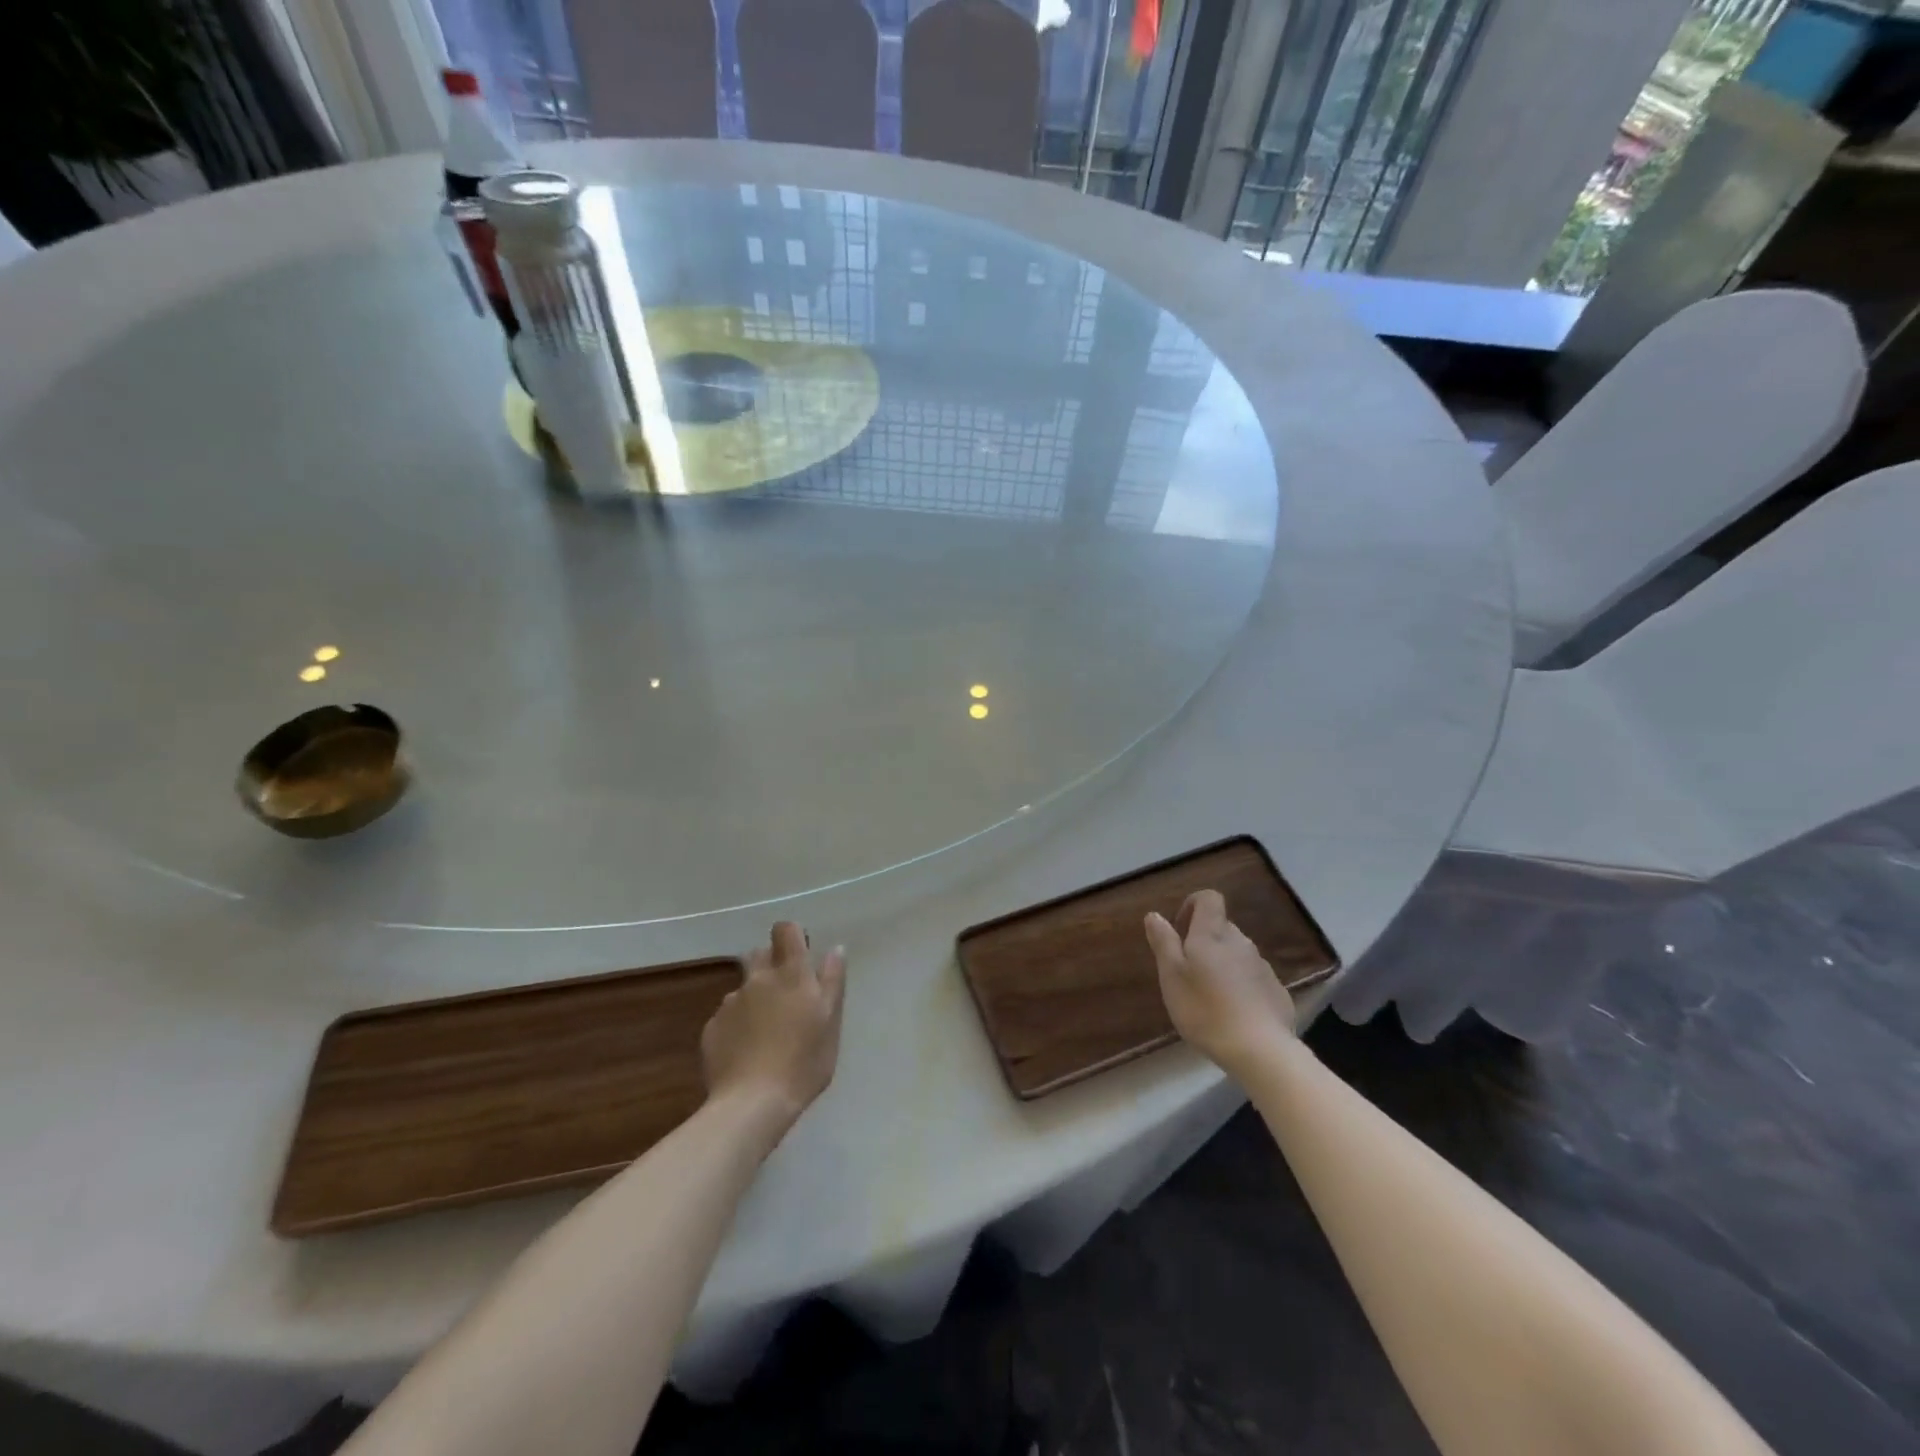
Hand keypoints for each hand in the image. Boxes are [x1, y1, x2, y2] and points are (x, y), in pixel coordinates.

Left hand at [701, 922, 846, 1132]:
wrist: (751, 1105)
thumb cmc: (803, 1062)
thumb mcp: (831, 1023)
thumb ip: (832, 981)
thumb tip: (835, 949)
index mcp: (791, 974)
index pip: (785, 930)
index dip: (792, 936)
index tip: (801, 955)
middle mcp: (757, 979)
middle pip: (760, 954)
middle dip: (771, 966)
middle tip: (786, 998)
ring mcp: (730, 1003)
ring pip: (744, 988)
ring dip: (755, 998)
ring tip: (765, 1033)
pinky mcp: (711, 1028)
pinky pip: (728, 1016)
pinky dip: (737, 1025)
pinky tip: (746, 1052)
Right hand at [1145, 890, 1295, 1078]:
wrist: (1260, 1050)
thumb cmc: (1205, 1009)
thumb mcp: (1172, 976)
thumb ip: (1164, 942)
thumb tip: (1155, 915)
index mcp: (1213, 934)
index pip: (1209, 898)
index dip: (1193, 905)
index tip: (1179, 929)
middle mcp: (1241, 942)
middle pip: (1221, 927)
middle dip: (1203, 941)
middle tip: (1187, 972)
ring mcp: (1262, 966)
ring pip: (1236, 954)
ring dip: (1221, 964)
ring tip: (1208, 997)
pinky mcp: (1276, 991)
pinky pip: (1252, 977)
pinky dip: (1240, 986)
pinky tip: (1232, 1013)